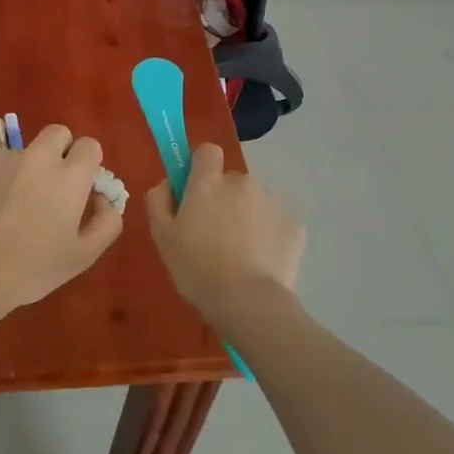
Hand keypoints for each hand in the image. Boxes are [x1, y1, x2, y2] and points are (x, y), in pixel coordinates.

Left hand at [0, 124, 123, 323]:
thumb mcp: (84, 256)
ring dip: (29, 168)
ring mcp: (3, 159)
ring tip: (16, 206)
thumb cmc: (33, 268)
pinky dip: (1, 179)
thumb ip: (107, 221)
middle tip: (54, 184)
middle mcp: (37, 158)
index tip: (82, 187)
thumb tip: (104, 198)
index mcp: (69, 176)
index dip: (89, 164)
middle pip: (58, 133)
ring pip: (25, 151)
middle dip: (62, 150)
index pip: (89, 145)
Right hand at [146, 144, 304, 311]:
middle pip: (231, 181)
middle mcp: (242, 182)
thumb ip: (159, 200)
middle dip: (224, 199)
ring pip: (255, 202)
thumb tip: (167, 183)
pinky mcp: (294, 224)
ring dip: (247, 217)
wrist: (247, 301)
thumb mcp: (162, 236)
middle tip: (215, 234)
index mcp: (209, 182)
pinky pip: (276, 222)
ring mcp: (272, 202)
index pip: (207, 151)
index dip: (201, 167)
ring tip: (241, 253)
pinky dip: (269, 235)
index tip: (195, 191)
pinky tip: (261, 261)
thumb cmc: (196, 268)